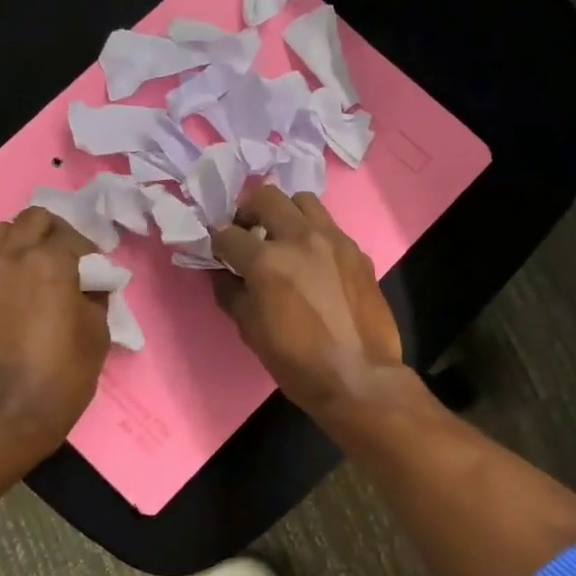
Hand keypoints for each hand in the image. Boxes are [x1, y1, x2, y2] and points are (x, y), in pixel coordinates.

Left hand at [0, 208, 107, 452]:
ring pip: (5, 232)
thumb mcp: (98, 332)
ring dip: (27, 241)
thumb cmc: (63, 374)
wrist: (8, 414)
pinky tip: (24, 289)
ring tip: (44, 269)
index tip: (99, 274)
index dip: (91, 253)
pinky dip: (8, 261)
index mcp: (48, 261)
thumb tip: (90, 284)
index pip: (73, 236)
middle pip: (34, 220)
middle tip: (73, 261)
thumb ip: (95, 295)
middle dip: (57, 233)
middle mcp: (11, 257)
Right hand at [210, 184, 406, 416]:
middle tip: (249, 234)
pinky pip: (330, 227)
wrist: (359, 378)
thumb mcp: (251, 332)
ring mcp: (334, 240)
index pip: (228, 233)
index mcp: (267, 261)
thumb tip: (223, 274)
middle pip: (266, 197)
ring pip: (303, 201)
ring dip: (286, 213)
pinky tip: (314, 262)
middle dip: (249, 211)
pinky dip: (314, 234)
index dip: (216, 241)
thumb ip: (232, 294)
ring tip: (283, 238)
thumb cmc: (298, 363)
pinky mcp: (357, 251)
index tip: (217, 250)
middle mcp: (300, 239)